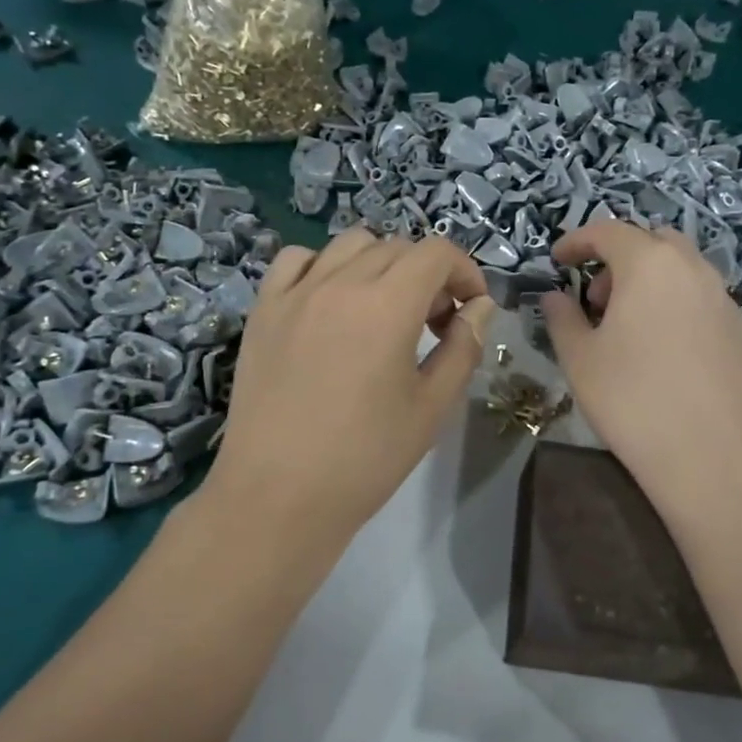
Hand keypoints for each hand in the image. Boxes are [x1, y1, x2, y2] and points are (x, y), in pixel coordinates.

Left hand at [198, 230, 494, 543]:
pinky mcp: (263, 310)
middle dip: (429, 274)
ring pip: (349, 244)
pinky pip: (297, 260)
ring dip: (381, 264)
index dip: (465, 272)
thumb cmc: (365, 458)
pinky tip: (332, 302)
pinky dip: (325, 266)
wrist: (278, 496)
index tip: (471, 309)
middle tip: (434, 323)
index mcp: (387, 305)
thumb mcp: (432, 407)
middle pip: (397, 247)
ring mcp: (295, 293)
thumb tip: (479, 309)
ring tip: (385, 308)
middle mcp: (340, 283)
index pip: (436, 252)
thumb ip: (463, 348)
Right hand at [541, 223, 741, 493]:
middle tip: (598, 300)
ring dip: (653, 283)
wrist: (710, 454)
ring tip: (632, 327)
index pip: (608, 231)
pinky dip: (681, 309)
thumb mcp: (580, 358)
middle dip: (621, 259)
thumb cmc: (632, 399)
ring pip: (684, 271)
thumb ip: (562, 318)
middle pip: (653, 242)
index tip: (558, 260)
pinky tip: (670, 352)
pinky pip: (706, 303)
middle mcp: (693, 269)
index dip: (577, 241)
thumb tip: (554, 297)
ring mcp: (726, 299)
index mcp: (649, 264)